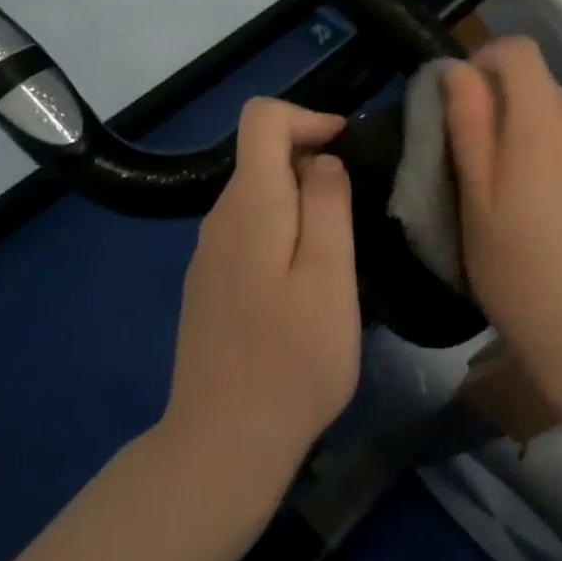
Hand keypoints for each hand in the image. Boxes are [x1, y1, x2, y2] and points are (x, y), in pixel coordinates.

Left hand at [162, 98, 360, 497]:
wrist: (223, 442)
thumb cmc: (293, 358)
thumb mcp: (330, 275)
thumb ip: (328, 203)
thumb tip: (323, 160)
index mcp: (250, 203)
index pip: (263, 117)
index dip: (307, 117)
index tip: (345, 149)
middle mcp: (219, 217)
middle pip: (261, 154)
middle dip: (310, 162)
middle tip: (353, 211)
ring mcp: (208, 252)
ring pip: (257, 195)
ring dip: (300, 201)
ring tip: (336, 251)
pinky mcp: (208, 283)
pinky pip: (248, 230)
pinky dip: (281, 230)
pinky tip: (303, 283)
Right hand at [443, 39, 561, 392]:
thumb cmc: (516, 269)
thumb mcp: (475, 198)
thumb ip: (468, 123)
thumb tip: (459, 69)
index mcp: (541, 123)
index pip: (520, 51)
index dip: (489, 60)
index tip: (469, 99)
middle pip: (546, 89)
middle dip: (513, 108)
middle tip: (492, 164)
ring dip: (546, 140)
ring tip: (532, 200)